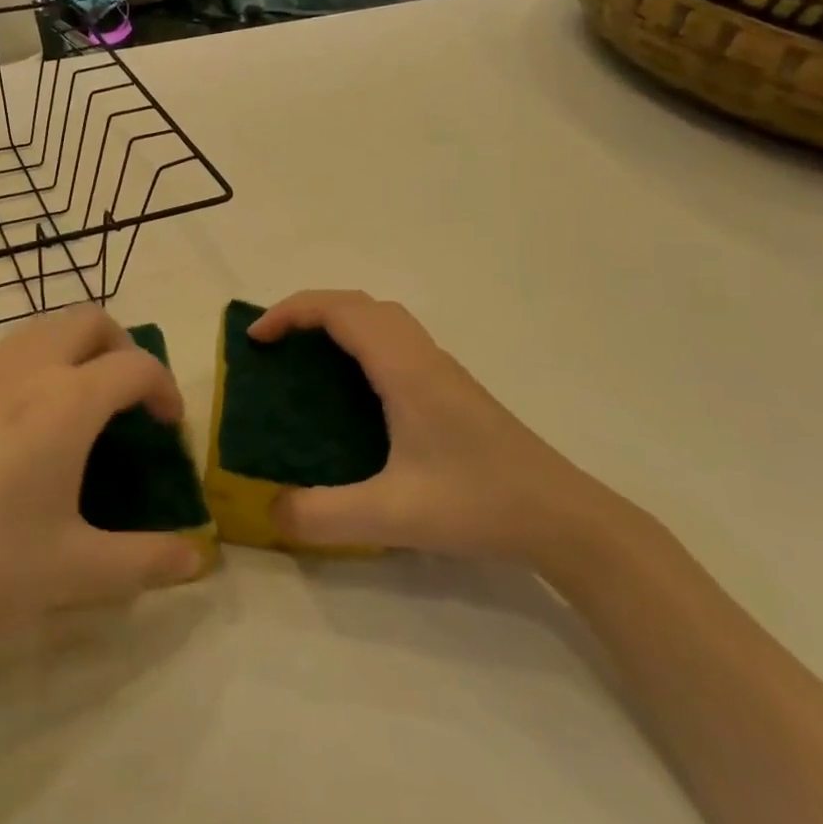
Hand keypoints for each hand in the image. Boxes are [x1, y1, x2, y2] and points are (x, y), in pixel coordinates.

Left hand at [0, 306, 204, 655]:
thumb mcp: (72, 572)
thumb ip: (145, 561)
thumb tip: (197, 557)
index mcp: (67, 402)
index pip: (136, 365)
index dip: (165, 388)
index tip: (167, 428)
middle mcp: (24, 370)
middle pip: (89, 320)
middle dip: (122, 347)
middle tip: (127, 401)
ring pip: (41, 329)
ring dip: (75, 351)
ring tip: (76, 410)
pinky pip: (2, 356)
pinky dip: (32, 368)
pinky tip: (16, 433)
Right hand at [251, 291, 617, 562]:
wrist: (566, 519)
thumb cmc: (481, 504)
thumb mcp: (393, 516)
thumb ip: (323, 516)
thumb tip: (269, 510)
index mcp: (406, 370)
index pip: (341, 311)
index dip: (291, 312)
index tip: (256, 341)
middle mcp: (423, 357)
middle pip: (360, 304)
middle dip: (309, 311)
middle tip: (274, 344)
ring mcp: (441, 372)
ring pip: (382, 320)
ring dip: (338, 323)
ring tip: (305, 360)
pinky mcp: (452, 391)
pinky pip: (395, 343)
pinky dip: (360, 343)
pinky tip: (353, 393)